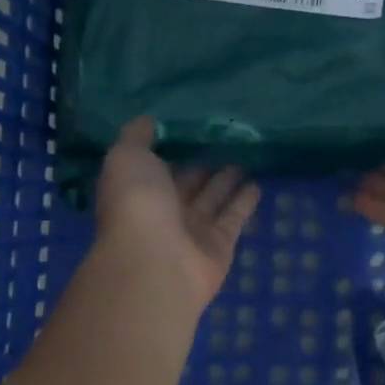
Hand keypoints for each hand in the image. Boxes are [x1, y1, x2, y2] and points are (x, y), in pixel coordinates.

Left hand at [95, 117, 260, 311]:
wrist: (156, 263)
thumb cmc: (136, 204)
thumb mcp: (127, 157)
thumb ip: (136, 137)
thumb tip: (147, 121)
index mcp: (137, 189)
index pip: (155, 165)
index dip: (170, 147)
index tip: (191, 125)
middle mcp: (163, 210)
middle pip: (186, 182)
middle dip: (201, 163)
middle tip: (225, 140)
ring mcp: (191, 230)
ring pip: (212, 198)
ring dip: (226, 180)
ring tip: (245, 158)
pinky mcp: (219, 245)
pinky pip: (233, 217)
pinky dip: (244, 202)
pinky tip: (257, 184)